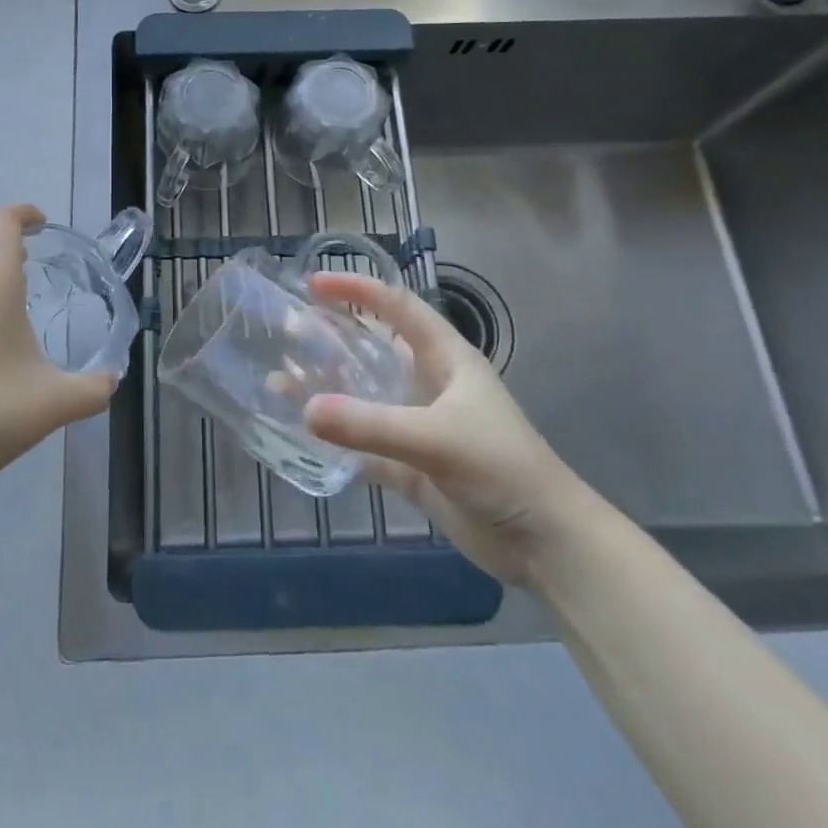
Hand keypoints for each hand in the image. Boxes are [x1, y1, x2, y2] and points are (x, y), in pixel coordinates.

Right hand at [302, 272, 594, 584]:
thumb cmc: (500, 468)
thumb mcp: (437, 439)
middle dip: (335, 337)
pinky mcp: (412, 466)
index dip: (359, 290)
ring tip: (283, 380)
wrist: (544, 542)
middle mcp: (430, 384)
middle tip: (290, 333)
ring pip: (365, 397)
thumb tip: (305, 409)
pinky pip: (365, 443)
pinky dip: (337, 438)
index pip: (398, 308)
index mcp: (446, 359)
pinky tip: (304, 434)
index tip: (315, 285)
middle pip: (376, 349)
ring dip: (329, 388)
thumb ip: (371, 425)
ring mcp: (419, 426)